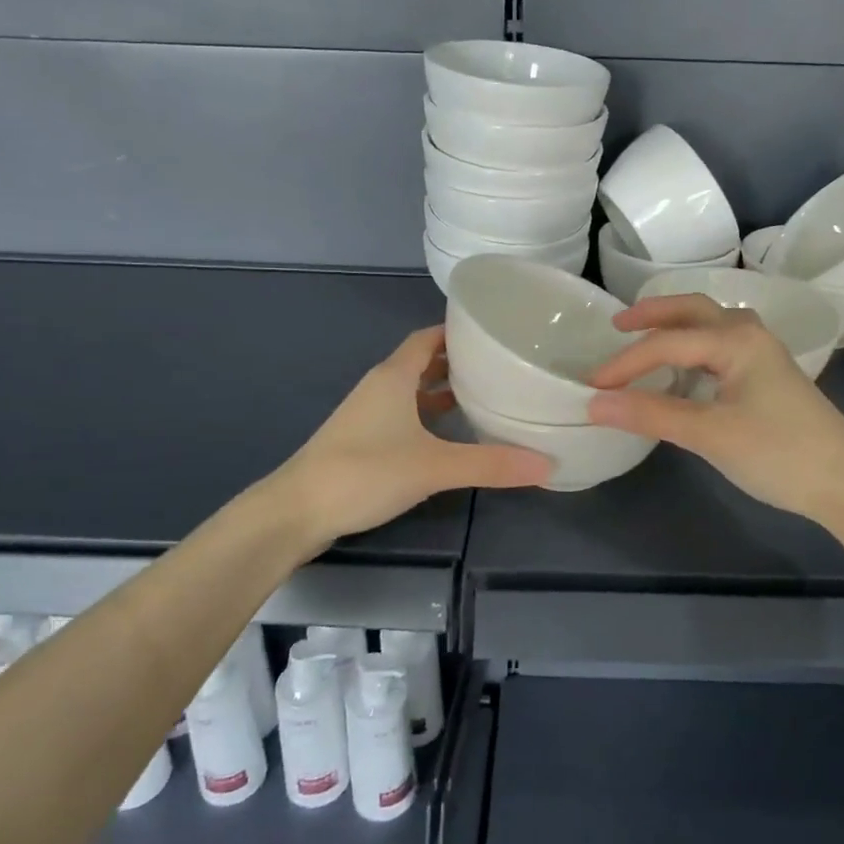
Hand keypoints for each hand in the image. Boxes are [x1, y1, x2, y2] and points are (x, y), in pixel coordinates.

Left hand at [279, 326, 549, 543]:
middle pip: (423, 363)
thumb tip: (547, 465)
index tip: (494, 333)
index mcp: (394, 377)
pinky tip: (450, 438)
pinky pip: (404, 417)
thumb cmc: (364, 472)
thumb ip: (490, 464)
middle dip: (459, 362)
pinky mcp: (362, 442)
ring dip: (443, 392)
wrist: (296, 512)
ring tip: (485, 398)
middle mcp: (380, 388)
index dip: (457, 331)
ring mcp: (368, 416)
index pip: (428, 337)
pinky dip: (429, 418)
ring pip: (413, 392)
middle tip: (501, 367)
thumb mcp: (434, 467)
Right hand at [587, 295, 843, 523]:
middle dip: (653, 314)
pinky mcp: (768, 375)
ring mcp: (763, 353)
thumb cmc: (779, 453)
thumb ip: (651, 414)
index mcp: (735, 339)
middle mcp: (749, 334)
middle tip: (616, 325)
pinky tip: (683, 369)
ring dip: (675, 326)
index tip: (591, 386)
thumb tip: (595, 403)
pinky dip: (693, 347)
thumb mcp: (709, 434)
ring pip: (709, 325)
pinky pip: (721, 345)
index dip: (624, 363)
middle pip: (692, 310)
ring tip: (643, 337)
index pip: (666, 343)